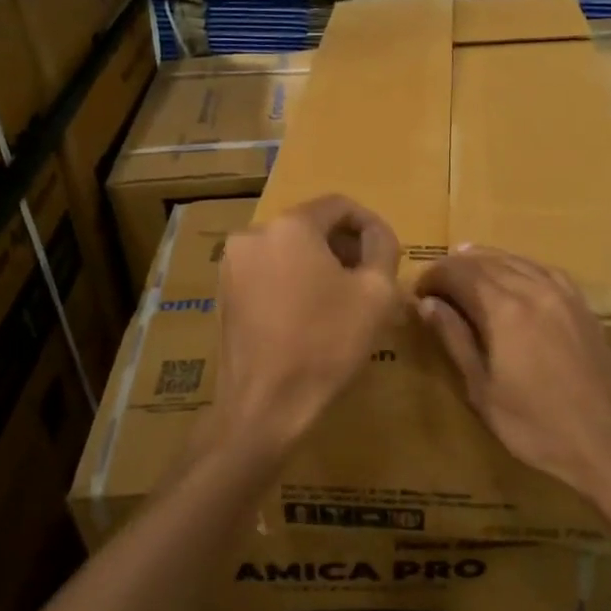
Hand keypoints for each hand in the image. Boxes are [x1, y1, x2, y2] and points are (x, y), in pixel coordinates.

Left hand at [214, 195, 401, 459]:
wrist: (264, 404)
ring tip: (341, 300)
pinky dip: (292, 282)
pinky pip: (268, 272)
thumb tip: (375, 234)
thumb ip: (383, 248)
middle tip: (368, 279)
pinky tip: (309, 315)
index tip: (386, 253)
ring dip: (318, 265)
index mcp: (290, 225)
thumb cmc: (326, 344)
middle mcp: (253, 234)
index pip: (339, 205)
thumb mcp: (376, 293)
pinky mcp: (224, 293)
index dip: (370, 225)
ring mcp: (232, 265)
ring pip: (287, 250)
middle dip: (343, 246)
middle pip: (310, 226)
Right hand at [414, 247, 610, 509]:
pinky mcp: (582, 305)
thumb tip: (427, 304)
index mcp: (504, 310)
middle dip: (455, 268)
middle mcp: (533, 289)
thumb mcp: (482, 390)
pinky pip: (543, 270)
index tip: (418, 293)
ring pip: (515, 260)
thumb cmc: (536, 427)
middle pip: (485, 261)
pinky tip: (512, 275)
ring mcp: (563, 294)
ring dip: (485, 261)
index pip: (458, 273)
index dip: (433, 277)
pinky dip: (519, 266)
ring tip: (463, 270)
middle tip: (435, 285)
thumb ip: (455, 339)